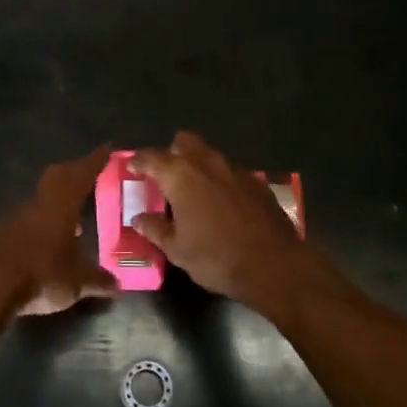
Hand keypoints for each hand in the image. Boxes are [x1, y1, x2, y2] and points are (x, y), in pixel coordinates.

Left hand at [0, 147, 118, 319]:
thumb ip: (98, 280)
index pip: (81, 174)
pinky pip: (27, 219)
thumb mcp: (77, 283)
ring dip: (58, 202)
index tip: (106, 149)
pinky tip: (50, 242)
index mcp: (60, 205)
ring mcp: (15, 217)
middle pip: (57, 177)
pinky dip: (42, 223)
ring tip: (75, 217)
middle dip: (74, 173)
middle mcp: (37, 204)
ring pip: (41, 199)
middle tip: (90, 177)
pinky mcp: (0, 233)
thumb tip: (117, 284)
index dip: (94, 161)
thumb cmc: (40, 276)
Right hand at [128, 132, 319, 310]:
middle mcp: (207, 163)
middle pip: (184, 141)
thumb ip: (155, 229)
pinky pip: (230, 172)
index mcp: (181, 175)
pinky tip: (222, 203)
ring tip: (193, 191)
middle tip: (165, 176)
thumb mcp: (177, 249)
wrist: (274, 265)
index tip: (131, 165)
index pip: (152, 157)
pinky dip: (221, 180)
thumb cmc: (217, 257)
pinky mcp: (257, 182)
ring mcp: (235, 169)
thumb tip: (139, 218)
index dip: (139, 160)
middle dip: (172, 152)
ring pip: (209, 154)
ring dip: (198, 165)